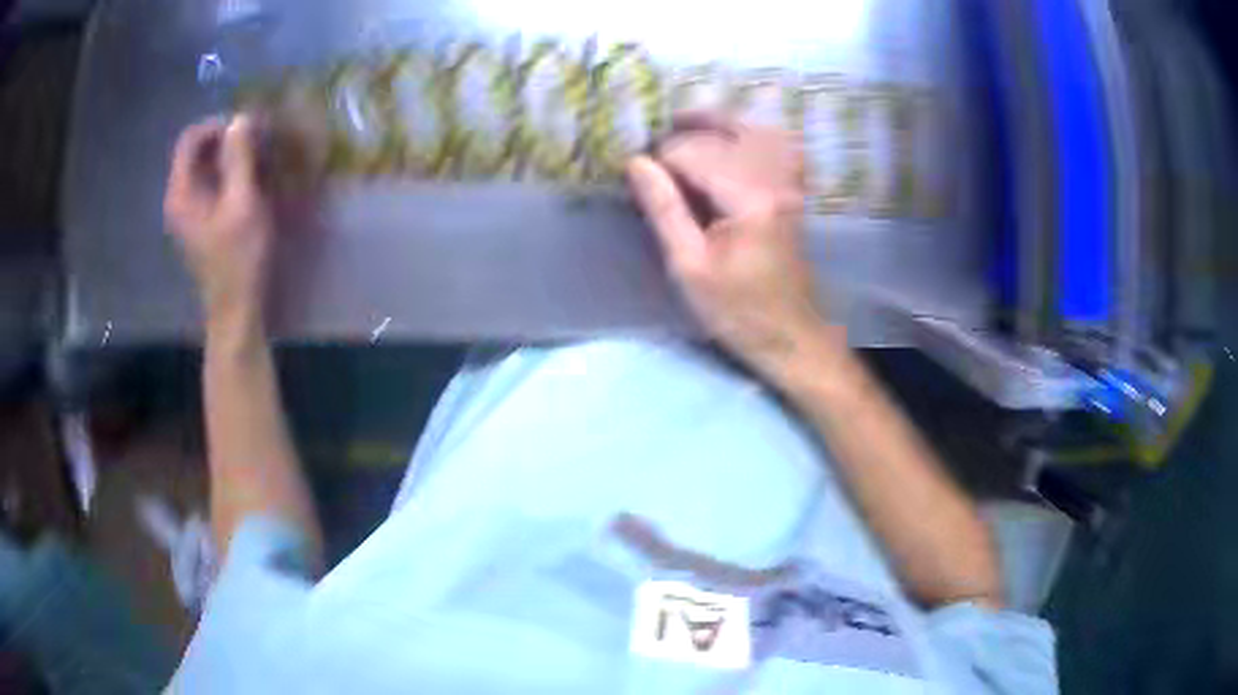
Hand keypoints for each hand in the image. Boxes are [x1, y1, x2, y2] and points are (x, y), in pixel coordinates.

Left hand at [164, 114, 273, 336]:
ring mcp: (187, 213)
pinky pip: (210, 185)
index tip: (247, 128)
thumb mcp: (243, 203)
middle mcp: (178, 199)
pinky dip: (229, 175)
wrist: (237, 310)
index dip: (217, 125)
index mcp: (181, 193)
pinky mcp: (199, 223)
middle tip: (257, 141)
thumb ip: (239, 158)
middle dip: (226, 140)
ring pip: (204, 168)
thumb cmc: (239, 258)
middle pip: (196, 151)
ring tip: (258, 159)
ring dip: (230, 157)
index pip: (190, 139)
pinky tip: (250, 182)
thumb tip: (241, 118)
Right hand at [626, 113, 834, 372]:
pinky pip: (779, 145)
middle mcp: (775, 180)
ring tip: (684, 126)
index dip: (660, 159)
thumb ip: (664, 208)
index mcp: (749, 199)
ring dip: (717, 124)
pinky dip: (753, 135)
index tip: (638, 175)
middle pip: (723, 133)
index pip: (694, 153)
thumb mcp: (689, 267)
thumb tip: (636, 162)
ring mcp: (791, 183)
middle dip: (685, 134)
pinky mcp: (795, 190)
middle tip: (653, 147)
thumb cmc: (737, 310)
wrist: (791, 335)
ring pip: (753, 130)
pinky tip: (732, 140)